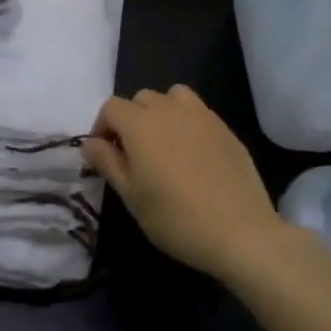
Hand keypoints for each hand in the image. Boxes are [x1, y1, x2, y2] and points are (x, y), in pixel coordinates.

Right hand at [83, 86, 289, 280]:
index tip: (104, 154)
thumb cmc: (175, 218)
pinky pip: (199, 112)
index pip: (110, 107)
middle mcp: (170, 110)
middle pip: (141, 98)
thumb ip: (107, 162)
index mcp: (140, 124)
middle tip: (133, 153)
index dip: (101, 127)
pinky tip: (193, 155)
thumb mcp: (130, 195)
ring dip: (161, 112)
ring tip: (163, 144)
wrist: (240, 233)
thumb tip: (90, 144)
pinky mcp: (226, 129)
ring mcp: (203, 116)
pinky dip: (187, 122)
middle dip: (130, 119)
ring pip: (173, 97)